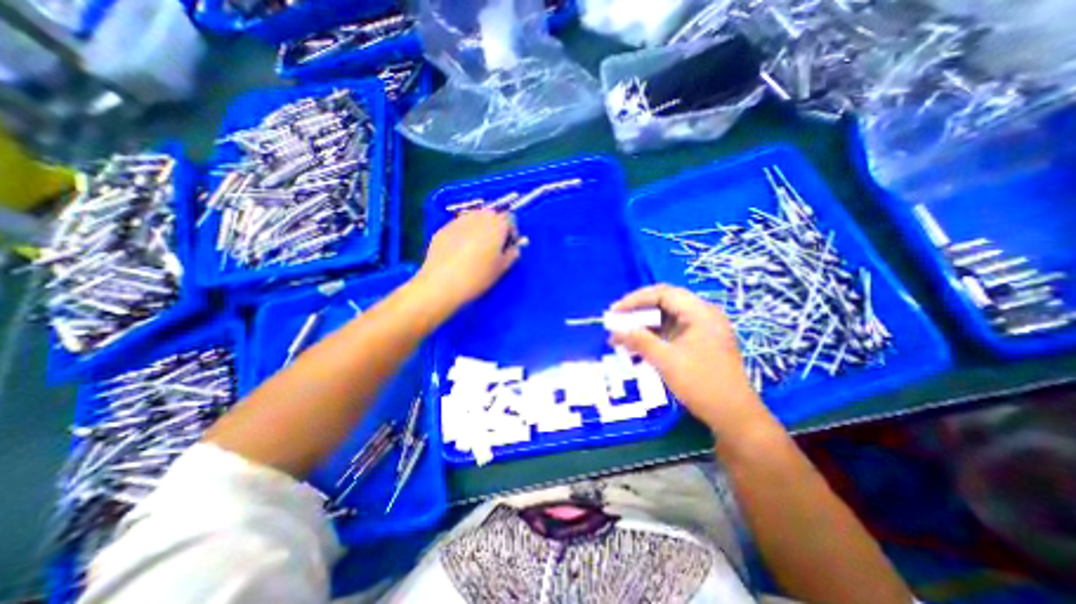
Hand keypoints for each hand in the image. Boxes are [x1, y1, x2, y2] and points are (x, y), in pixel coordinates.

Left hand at [415, 208, 520, 311]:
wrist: (442, 282)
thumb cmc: (478, 276)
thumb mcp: (502, 268)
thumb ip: (512, 254)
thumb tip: (513, 248)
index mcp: (496, 224)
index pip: (510, 219)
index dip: (511, 232)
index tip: (508, 247)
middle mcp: (478, 216)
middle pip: (491, 216)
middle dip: (495, 228)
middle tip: (493, 247)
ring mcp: (458, 221)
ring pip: (474, 219)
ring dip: (478, 229)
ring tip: (476, 249)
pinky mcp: (442, 228)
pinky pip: (459, 227)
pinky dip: (463, 235)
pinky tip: (459, 253)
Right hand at [609, 287, 768, 434]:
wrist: (734, 417)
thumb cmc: (701, 384)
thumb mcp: (666, 360)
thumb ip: (639, 340)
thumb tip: (615, 329)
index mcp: (700, 312)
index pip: (663, 293)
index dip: (635, 299)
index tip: (615, 311)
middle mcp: (702, 315)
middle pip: (664, 303)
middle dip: (637, 312)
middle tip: (615, 321)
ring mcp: (701, 329)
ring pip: (665, 318)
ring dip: (643, 326)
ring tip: (620, 336)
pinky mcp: (698, 343)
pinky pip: (670, 332)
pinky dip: (652, 337)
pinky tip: (635, 346)